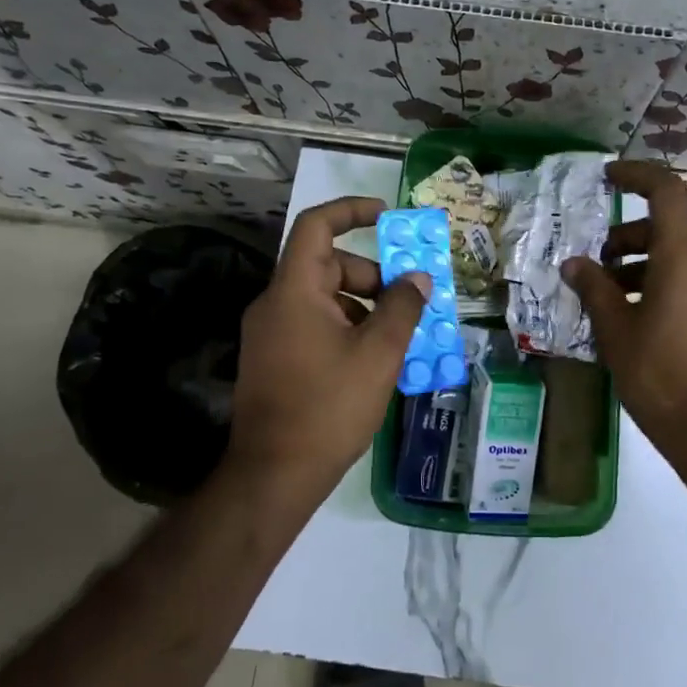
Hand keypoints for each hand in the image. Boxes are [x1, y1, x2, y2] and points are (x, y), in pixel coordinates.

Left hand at [232, 196, 430, 486]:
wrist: (274, 476)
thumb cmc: (329, 407)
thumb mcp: (379, 354)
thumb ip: (403, 307)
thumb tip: (417, 278)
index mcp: (294, 291)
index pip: (316, 226)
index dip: (351, 211)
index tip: (387, 216)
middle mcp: (275, 304)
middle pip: (327, 266)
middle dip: (372, 276)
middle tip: (409, 301)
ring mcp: (270, 334)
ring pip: (324, 298)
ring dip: (363, 306)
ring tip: (399, 336)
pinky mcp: (273, 359)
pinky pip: (314, 325)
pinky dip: (346, 328)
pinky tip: (374, 360)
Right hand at [562, 162, 686, 454]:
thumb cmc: (661, 376)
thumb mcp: (617, 331)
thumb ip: (594, 289)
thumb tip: (574, 264)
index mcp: (684, 257)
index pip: (666, 192)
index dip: (636, 175)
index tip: (606, 177)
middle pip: (666, 226)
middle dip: (625, 236)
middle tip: (594, 264)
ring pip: (676, 256)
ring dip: (638, 263)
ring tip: (604, 296)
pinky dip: (656, 282)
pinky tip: (629, 318)